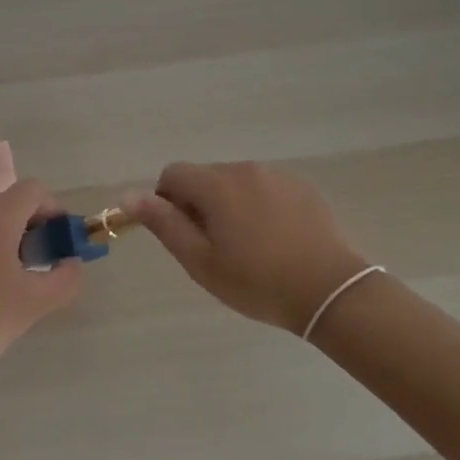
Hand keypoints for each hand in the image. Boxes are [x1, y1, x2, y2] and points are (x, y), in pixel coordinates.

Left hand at [0, 180, 82, 393]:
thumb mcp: (33, 304)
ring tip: (24, 276)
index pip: (34, 190)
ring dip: (16, 236)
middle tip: (48, 261)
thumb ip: (64, 279)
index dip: (55, 210)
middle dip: (37, 224)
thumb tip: (72, 263)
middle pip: (14, 201)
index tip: (63, 242)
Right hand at [130, 161, 371, 333]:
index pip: (173, 174)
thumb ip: (164, 223)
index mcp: (216, 185)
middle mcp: (245, 169)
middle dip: (201, 203)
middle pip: (205, 176)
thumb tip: (130, 196)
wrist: (330, 290)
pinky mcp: (302, 186)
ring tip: (249, 245)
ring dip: (230, 203)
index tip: (185, 234)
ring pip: (236, 182)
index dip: (168, 201)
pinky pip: (265, 187)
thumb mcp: (200, 261)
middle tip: (217, 246)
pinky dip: (259, 205)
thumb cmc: (257, 281)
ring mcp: (277, 175)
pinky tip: (275, 238)